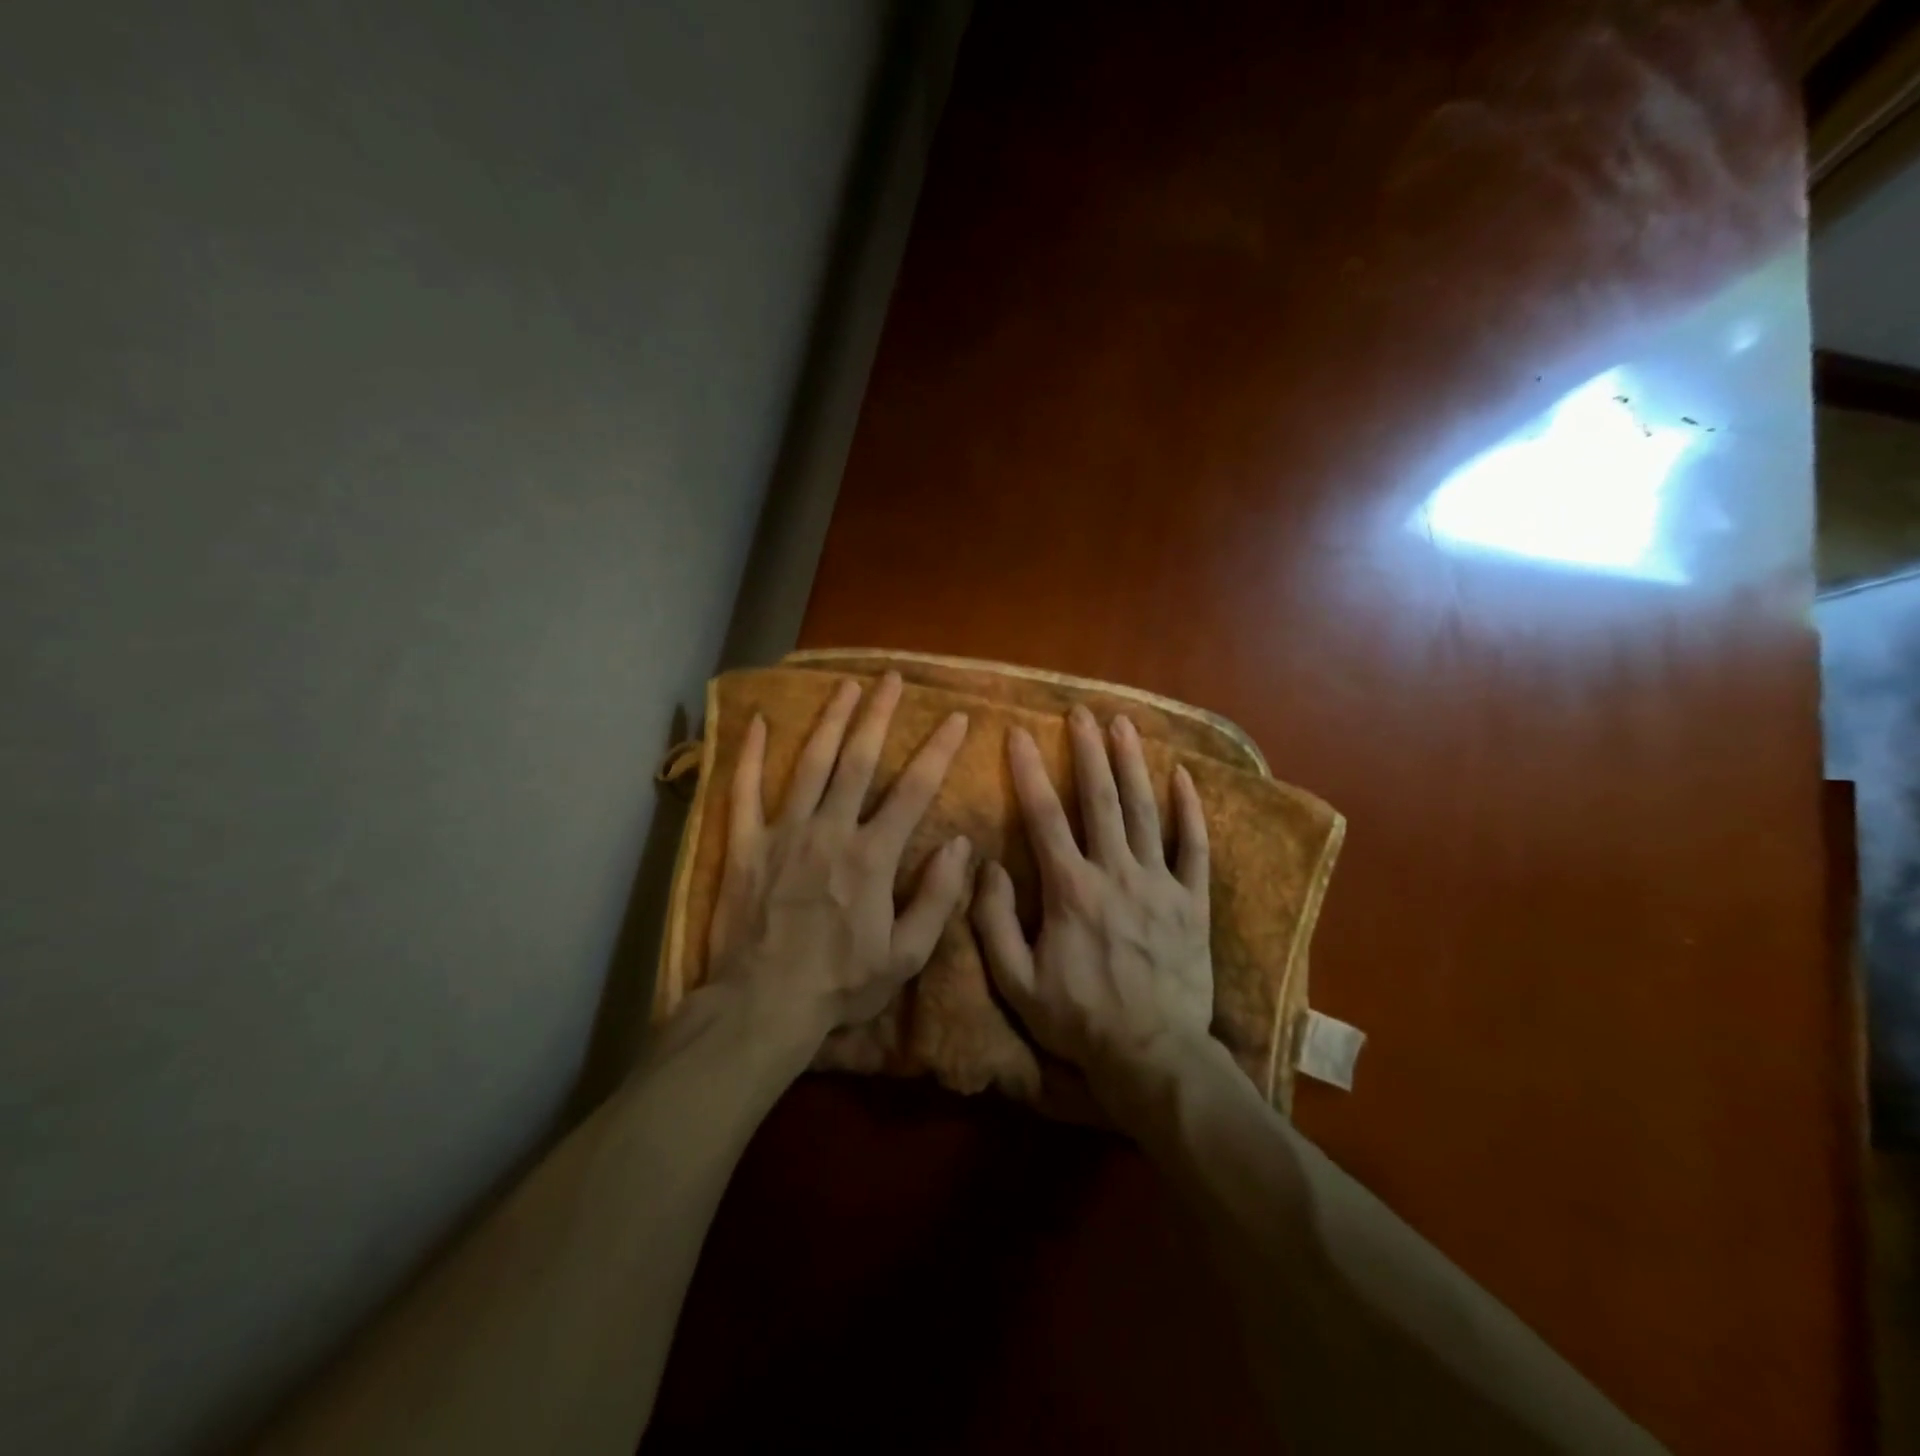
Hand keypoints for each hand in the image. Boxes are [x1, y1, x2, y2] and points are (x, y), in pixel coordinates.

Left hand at [707, 672, 973, 1052]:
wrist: (763, 1005)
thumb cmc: (840, 984)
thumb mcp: (905, 955)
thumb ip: (937, 897)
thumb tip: (959, 843)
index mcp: (872, 856)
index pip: (913, 791)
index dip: (938, 750)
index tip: (956, 717)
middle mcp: (830, 831)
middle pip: (859, 761)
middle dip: (879, 715)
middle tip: (892, 678)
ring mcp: (783, 833)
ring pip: (809, 764)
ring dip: (830, 721)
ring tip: (845, 685)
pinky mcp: (745, 845)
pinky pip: (743, 791)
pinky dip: (748, 755)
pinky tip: (754, 721)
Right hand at [971, 705, 1214, 1110]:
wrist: (1152, 1056)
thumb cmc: (1079, 1019)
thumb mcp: (1016, 982)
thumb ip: (994, 921)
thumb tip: (987, 866)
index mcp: (1070, 889)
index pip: (1044, 816)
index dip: (1029, 772)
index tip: (1019, 733)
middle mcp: (1116, 873)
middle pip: (1100, 799)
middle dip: (1088, 751)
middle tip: (1080, 712)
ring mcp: (1160, 884)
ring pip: (1145, 811)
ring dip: (1133, 764)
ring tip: (1124, 724)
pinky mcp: (1192, 901)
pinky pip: (1194, 847)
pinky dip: (1190, 811)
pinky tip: (1184, 777)